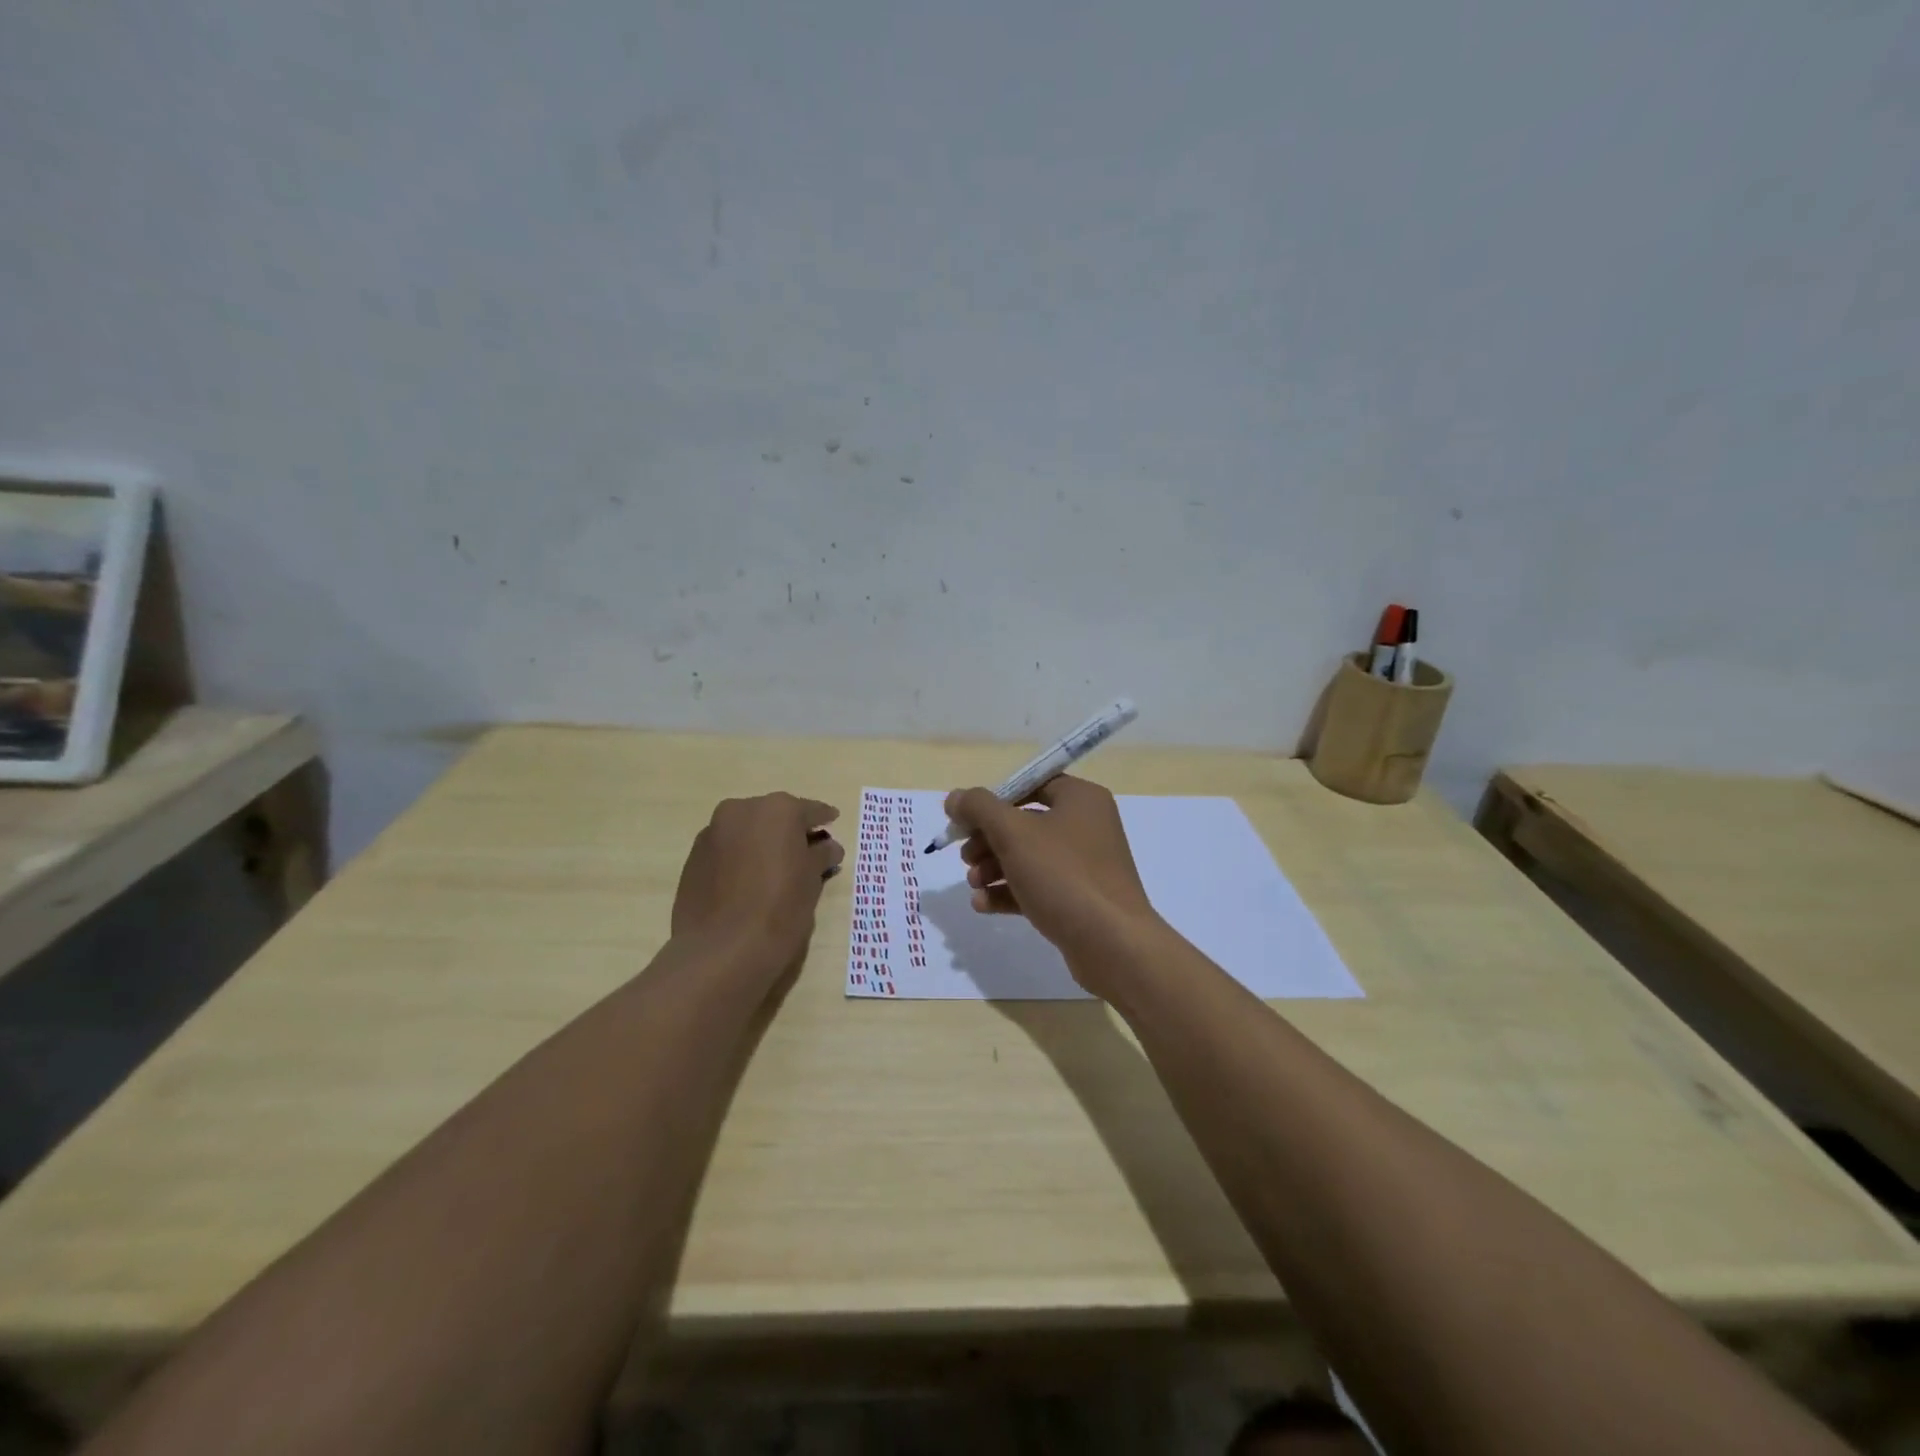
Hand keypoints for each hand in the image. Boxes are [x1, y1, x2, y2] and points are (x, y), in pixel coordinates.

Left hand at [672, 793, 842, 972]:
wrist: (720, 950)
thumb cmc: (779, 909)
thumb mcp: (812, 881)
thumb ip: (821, 855)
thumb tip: (828, 846)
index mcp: (777, 810)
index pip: (810, 810)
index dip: (824, 819)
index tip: (833, 821)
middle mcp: (742, 810)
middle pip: (774, 816)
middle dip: (790, 831)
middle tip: (806, 851)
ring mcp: (712, 832)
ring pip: (747, 831)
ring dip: (763, 843)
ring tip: (776, 868)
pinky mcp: (693, 857)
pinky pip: (727, 849)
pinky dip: (741, 857)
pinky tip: (749, 881)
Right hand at [944, 776, 1162, 986]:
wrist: (1112, 944)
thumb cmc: (1063, 875)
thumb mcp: (1013, 833)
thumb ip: (979, 808)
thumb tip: (955, 797)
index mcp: (1080, 799)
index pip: (1030, 785)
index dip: (993, 800)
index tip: (965, 820)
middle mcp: (1087, 826)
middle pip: (1024, 822)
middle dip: (988, 840)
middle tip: (965, 857)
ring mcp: (1085, 865)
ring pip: (1028, 857)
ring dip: (994, 868)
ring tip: (973, 884)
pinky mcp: (1079, 900)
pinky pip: (1038, 887)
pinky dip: (1009, 892)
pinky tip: (982, 905)